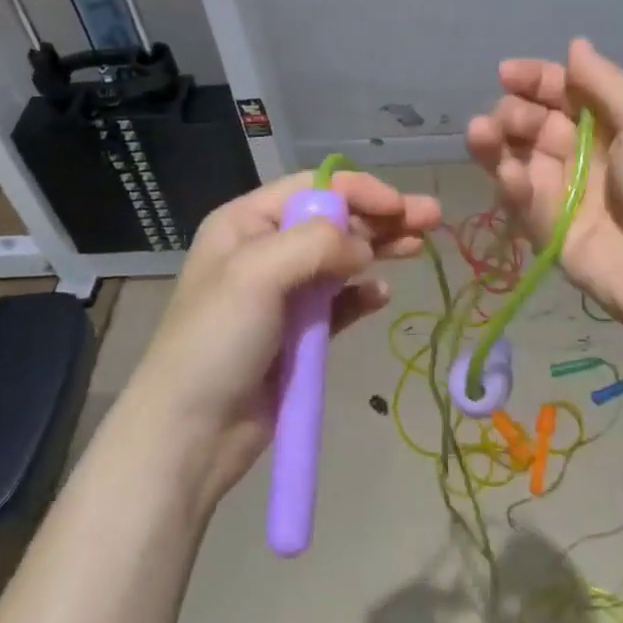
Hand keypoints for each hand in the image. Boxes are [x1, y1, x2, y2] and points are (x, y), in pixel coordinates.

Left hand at [125, 170, 441, 508]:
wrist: (190, 434)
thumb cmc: (216, 340)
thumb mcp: (256, 274)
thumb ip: (316, 244)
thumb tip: (364, 245)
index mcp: (247, 223)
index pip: (313, 188)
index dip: (359, 191)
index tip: (399, 205)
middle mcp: (265, 249)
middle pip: (334, 220)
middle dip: (380, 215)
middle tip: (432, 217)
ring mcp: (283, 293)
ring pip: (341, 259)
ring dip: (379, 249)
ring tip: (419, 247)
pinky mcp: (299, 333)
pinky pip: (339, 302)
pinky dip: (362, 294)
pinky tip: (382, 295)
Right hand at [466, 39, 622, 358]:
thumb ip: (605, 83)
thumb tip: (576, 44)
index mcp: (622, 123)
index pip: (568, 91)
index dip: (536, 80)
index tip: (507, 74)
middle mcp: (592, 155)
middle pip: (538, 124)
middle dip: (516, 112)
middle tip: (508, 118)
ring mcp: (571, 197)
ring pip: (522, 161)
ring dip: (497, 144)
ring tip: (481, 133)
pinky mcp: (554, 235)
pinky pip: (525, 204)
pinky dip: (511, 185)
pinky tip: (508, 174)